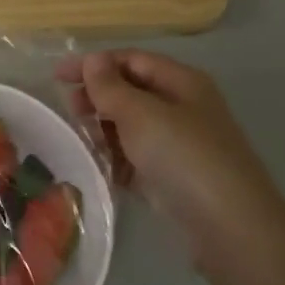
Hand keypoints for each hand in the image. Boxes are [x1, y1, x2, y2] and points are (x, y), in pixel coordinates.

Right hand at [59, 50, 284, 276]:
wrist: (227, 225)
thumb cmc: (183, 157)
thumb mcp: (141, 114)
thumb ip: (111, 87)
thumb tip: (93, 59)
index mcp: (182, 83)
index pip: (132, 60)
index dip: (95, 64)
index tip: (57, 77)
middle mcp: (182, 108)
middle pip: (132, 92)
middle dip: (98, 98)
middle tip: (69, 111)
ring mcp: (178, 145)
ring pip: (132, 127)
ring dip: (104, 129)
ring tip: (80, 141)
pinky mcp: (171, 177)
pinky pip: (136, 158)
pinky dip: (115, 159)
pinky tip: (97, 167)